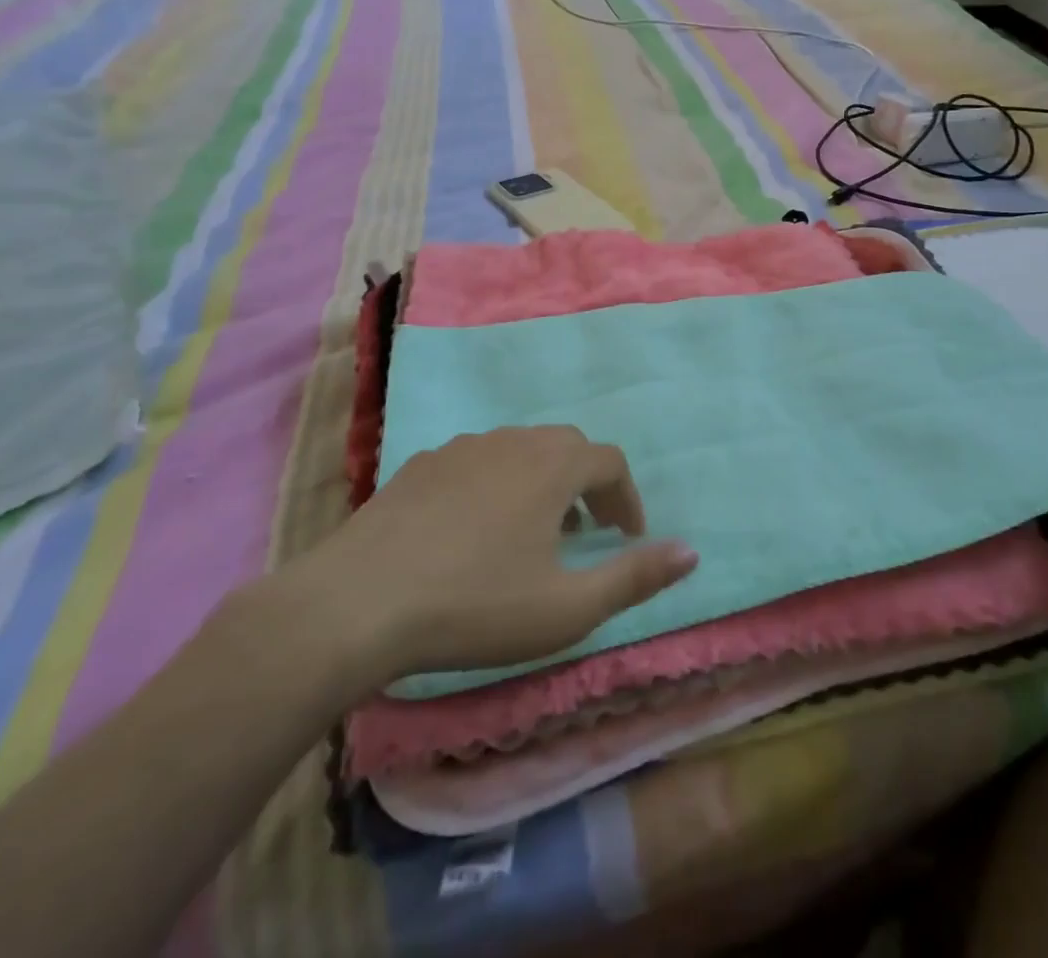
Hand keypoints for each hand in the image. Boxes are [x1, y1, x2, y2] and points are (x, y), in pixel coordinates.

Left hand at [273, 425, 697, 708]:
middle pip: (566, 447)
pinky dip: (496, 484)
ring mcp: (461, 447)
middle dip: (586, 484)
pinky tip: (473, 529)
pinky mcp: (420, 464)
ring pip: (519, 450)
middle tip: (585, 532)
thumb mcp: (567, 608)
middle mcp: (512, 441)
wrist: (355, 603)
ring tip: (532, 532)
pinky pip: (477, 461)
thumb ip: (634, 577)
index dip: (626, 498)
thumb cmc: (474, 606)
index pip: (609, 462)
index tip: (627, 537)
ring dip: (541, 482)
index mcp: (552, 466)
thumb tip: (692, 552)